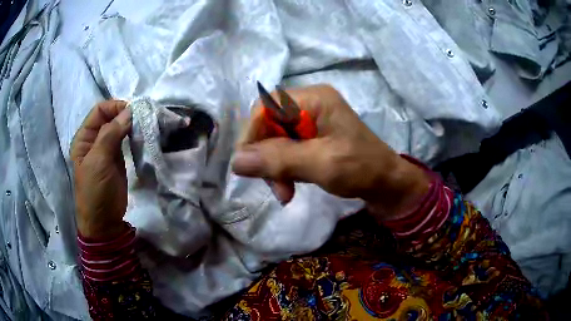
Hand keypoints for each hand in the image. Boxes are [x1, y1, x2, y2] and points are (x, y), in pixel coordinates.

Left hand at [71, 100, 131, 238]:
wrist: (104, 221)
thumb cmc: (95, 191)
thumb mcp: (98, 161)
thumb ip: (111, 134)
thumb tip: (129, 111)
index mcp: (84, 138)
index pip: (99, 111)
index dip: (114, 107)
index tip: (132, 111)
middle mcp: (94, 140)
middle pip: (110, 117)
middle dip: (124, 114)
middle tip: (141, 118)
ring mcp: (106, 149)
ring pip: (119, 128)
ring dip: (130, 124)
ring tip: (143, 125)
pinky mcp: (117, 158)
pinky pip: (125, 140)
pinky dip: (133, 135)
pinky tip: (141, 135)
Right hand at [232, 85, 430, 219]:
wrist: (387, 184)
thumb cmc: (362, 168)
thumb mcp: (322, 164)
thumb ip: (279, 160)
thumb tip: (235, 162)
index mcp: (315, 98)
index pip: (266, 107)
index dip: (252, 134)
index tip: (247, 165)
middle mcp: (309, 103)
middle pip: (268, 124)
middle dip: (265, 156)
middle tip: (274, 185)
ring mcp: (310, 121)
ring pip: (274, 139)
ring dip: (273, 167)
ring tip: (284, 192)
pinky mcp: (312, 137)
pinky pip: (285, 149)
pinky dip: (282, 169)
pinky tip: (288, 186)